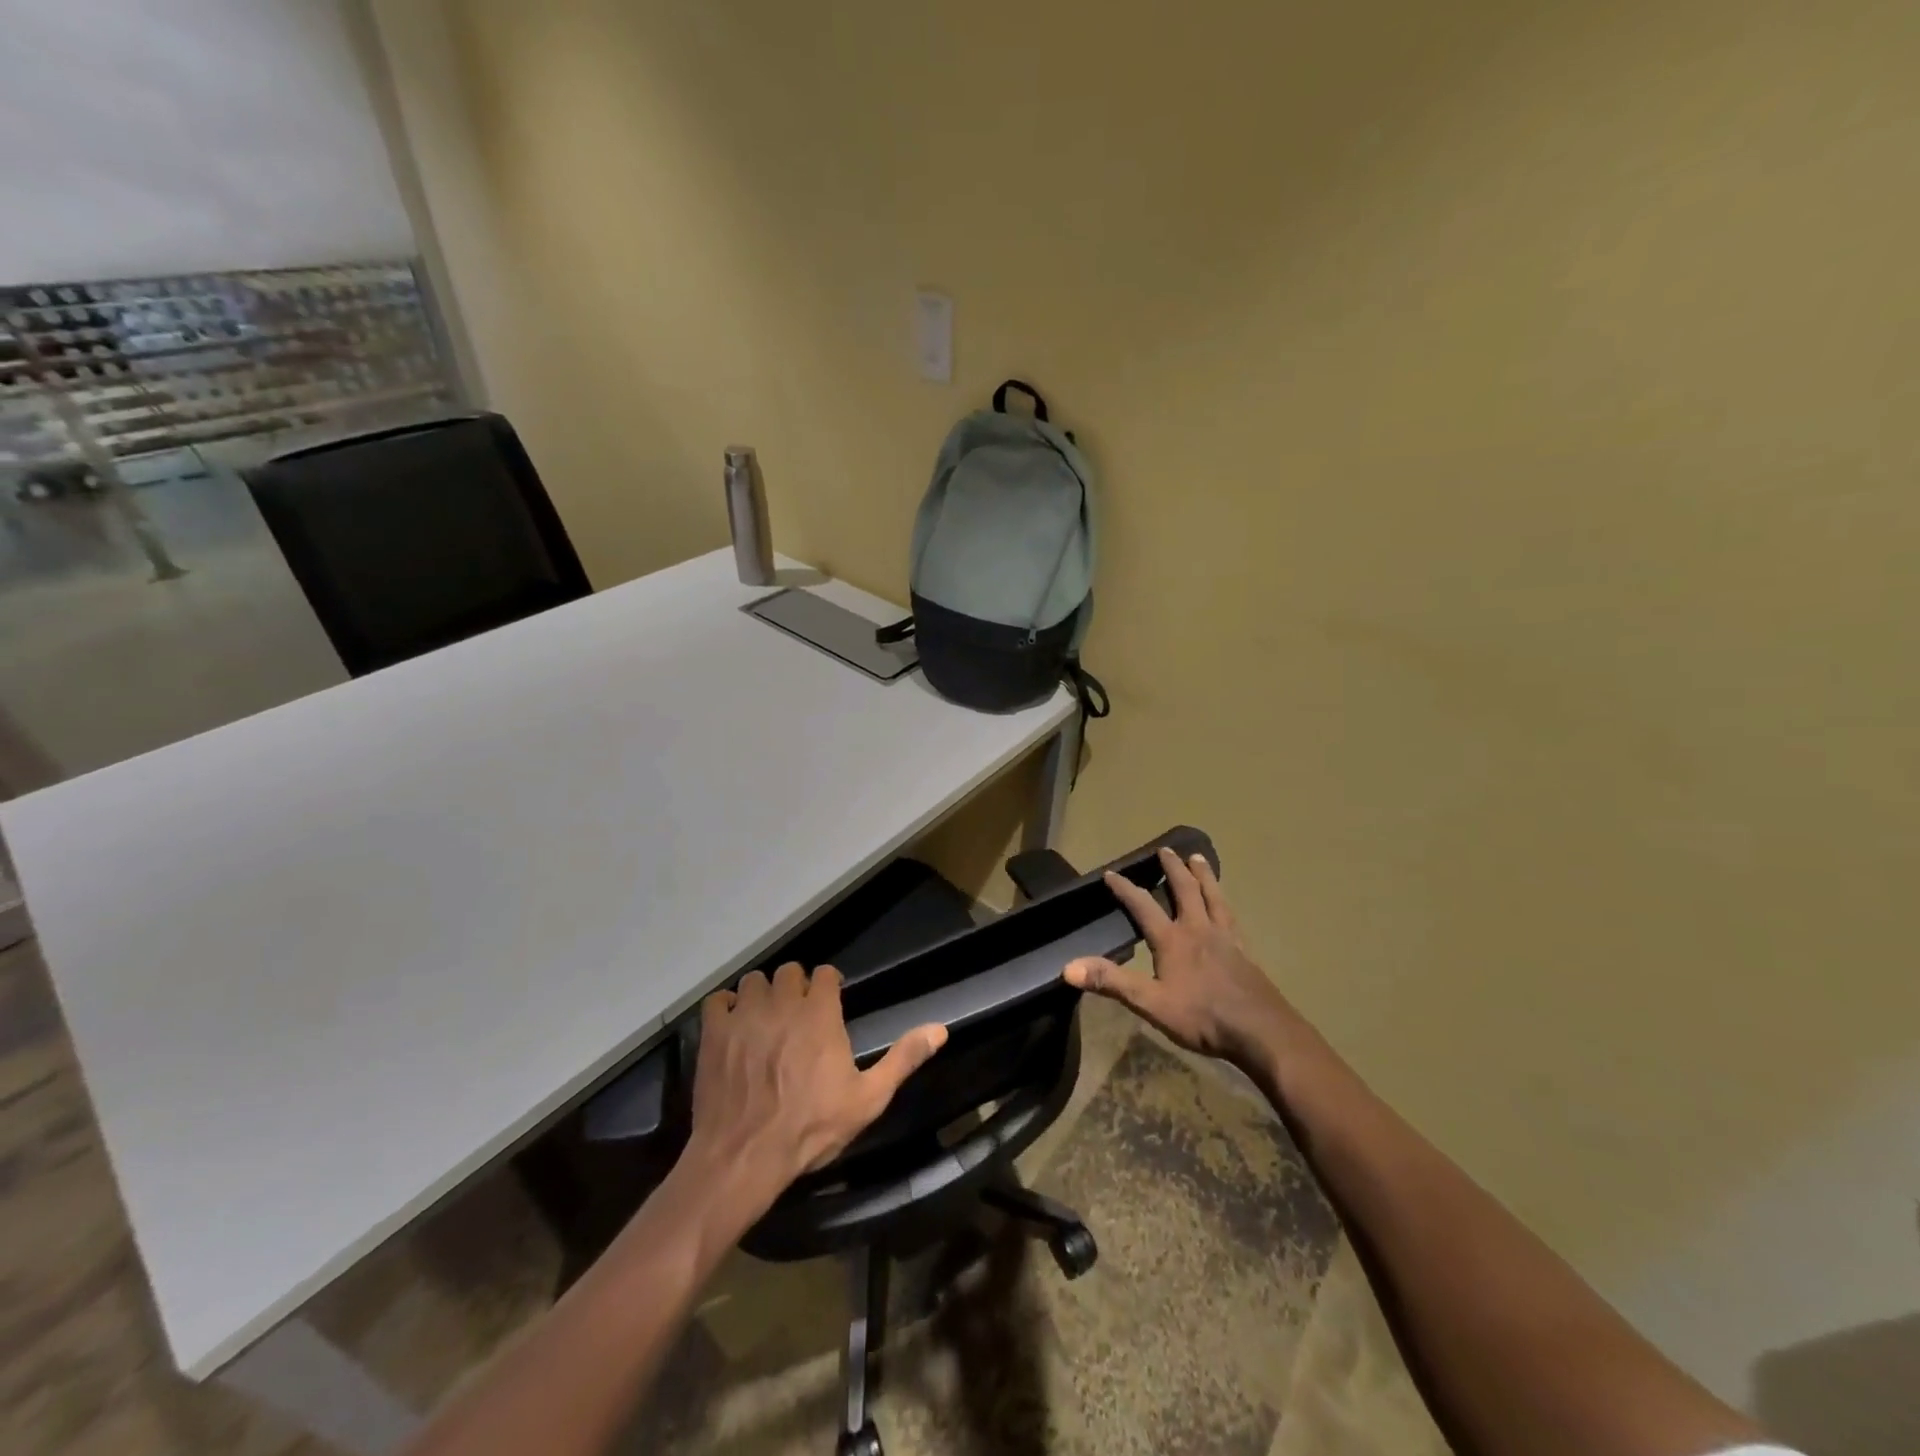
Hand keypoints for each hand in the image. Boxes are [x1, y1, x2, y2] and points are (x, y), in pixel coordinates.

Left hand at [686, 962, 947, 1208]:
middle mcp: (782, 1004)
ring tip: (765, 1019)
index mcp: (819, 1014)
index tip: (829, 1003)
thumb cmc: (810, 1129)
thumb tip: (940, 1029)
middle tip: (797, 1015)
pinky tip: (733, 1026)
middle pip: (788, 971)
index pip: (824, 973)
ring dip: (762, 994)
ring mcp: (744, 1016)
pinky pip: (718, 1000)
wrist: (744, 1158)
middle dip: (795, 987)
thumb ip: (903, 1058)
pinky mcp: (714, 1033)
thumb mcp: (867, 1099)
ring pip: (754, 981)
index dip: (828, 985)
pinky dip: (726, 1007)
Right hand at [1064, 847, 1291, 1072]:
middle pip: (1185, 890)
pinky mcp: (1245, 952)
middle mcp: (1199, 930)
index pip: (1143, 906)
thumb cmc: (1203, 1017)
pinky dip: (1225, 903)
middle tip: (1166, 850)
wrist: (1262, 1031)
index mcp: (1173, 940)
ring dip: (1204, 876)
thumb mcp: (1150, 1003)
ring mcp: (1226, 938)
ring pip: (1213, 897)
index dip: (1125, 889)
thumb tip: (1068, 967)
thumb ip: (1111, 982)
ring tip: (1199, 859)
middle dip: (1173, 869)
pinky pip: (1232, 917)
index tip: (1111, 873)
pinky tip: (1227, 907)